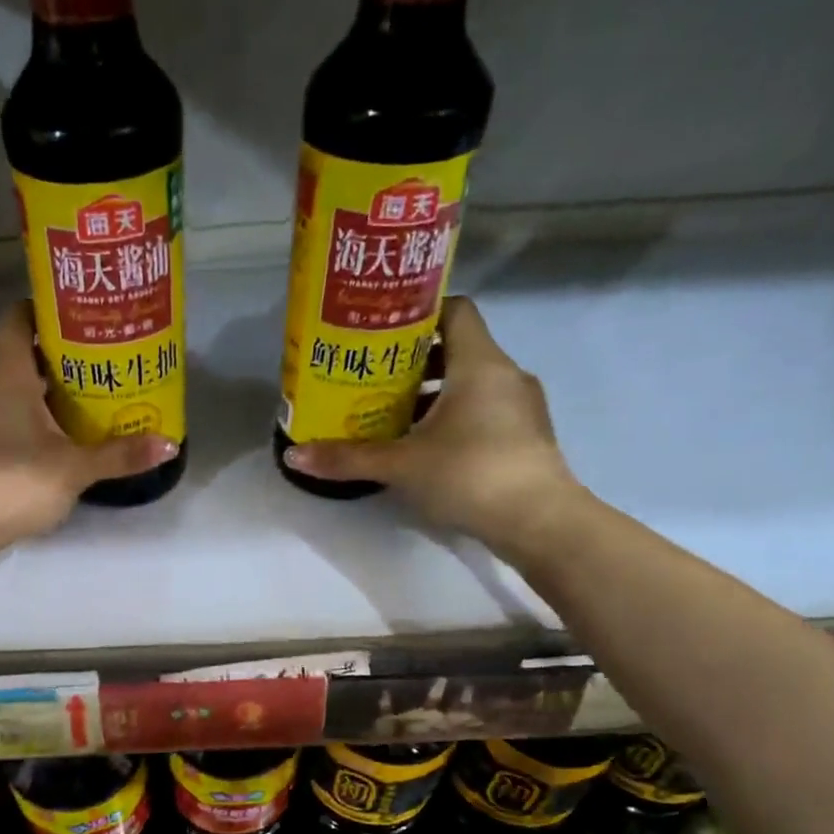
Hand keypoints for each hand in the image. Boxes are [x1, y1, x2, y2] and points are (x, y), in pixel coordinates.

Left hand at [0, 301, 177, 547]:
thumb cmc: (11, 481)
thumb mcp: (73, 469)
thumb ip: (120, 455)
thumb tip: (170, 444)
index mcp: (5, 373)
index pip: (19, 318)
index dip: (48, 311)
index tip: (83, 317)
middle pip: (21, 356)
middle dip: (58, 358)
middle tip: (101, 363)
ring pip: (10, 390)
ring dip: (42, 392)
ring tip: (85, 401)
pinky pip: (1, 418)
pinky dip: (26, 419)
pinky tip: (53, 439)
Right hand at [281, 296, 584, 552]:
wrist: (540, 523)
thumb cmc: (470, 474)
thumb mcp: (401, 465)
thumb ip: (348, 458)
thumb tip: (293, 455)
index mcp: (479, 363)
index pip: (455, 310)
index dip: (419, 314)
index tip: (382, 332)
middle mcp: (505, 375)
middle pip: (457, 349)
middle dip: (413, 363)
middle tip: (372, 378)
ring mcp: (521, 407)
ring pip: (470, 384)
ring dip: (432, 394)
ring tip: (390, 415)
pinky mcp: (525, 438)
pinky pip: (483, 411)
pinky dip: (453, 418)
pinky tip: (424, 446)